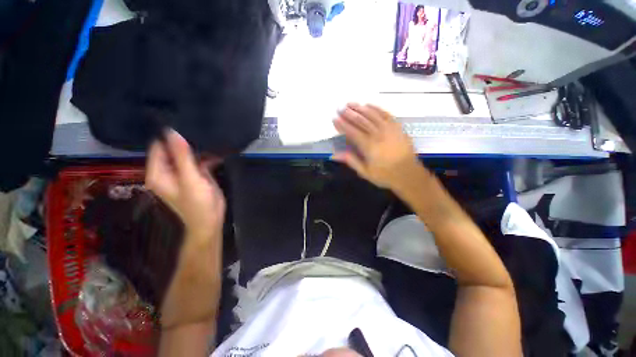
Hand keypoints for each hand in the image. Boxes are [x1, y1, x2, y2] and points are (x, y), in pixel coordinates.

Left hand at [145, 129, 225, 239]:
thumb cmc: (198, 203)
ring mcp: (183, 173)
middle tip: (201, 131)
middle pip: (173, 150)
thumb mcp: (190, 179)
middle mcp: (168, 171)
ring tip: (211, 138)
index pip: (159, 147)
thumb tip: (173, 132)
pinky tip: (218, 152)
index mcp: (159, 172)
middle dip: (186, 142)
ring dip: (199, 149)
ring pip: (188, 155)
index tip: (185, 125)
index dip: (170, 137)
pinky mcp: (196, 175)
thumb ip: (182, 156)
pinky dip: (207, 157)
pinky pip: (199, 161)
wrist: (211, 220)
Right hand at [332, 103, 420, 189]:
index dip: (342, 125)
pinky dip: (376, 108)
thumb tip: (334, 154)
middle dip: (349, 113)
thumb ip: (350, 160)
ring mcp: (389, 128)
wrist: (408, 174)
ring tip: (350, 103)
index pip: (352, 132)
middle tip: (340, 107)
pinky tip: (368, 105)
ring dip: (360, 108)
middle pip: (361, 120)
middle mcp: (378, 134)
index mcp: (368, 146)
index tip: (334, 118)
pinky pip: (385, 114)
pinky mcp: (397, 127)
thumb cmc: (385, 175)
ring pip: (372, 115)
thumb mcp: (365, 172)